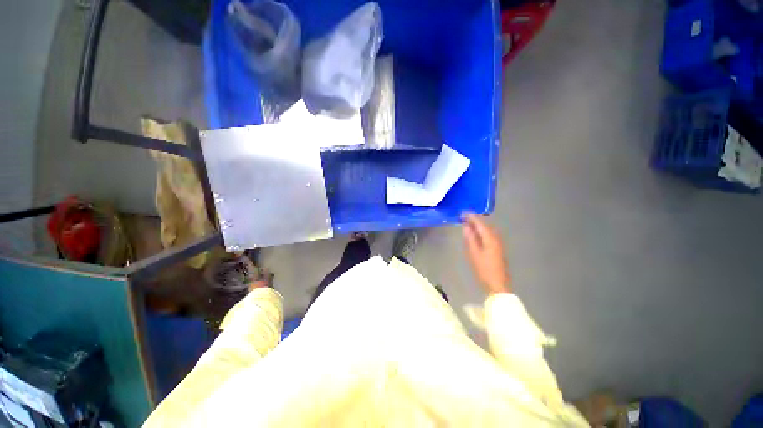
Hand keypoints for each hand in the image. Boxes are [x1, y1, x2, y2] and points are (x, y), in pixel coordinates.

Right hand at [462, 214, 511, 294]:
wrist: (497, 283)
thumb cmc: (484, 269)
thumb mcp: (474, 253)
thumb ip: (470, 238)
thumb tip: (466, 227)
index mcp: (490, 238)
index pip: (480, 223)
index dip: (471, 217)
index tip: (463, 212)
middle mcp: (496, 237)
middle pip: (485, 225)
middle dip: (474, 219)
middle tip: (464, 216)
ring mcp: (498, 242)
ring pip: (487, 229)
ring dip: (478, 225)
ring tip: (468, 222)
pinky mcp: (497, 247)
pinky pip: (488, 234)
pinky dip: (481, 230)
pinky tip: (476, 232)